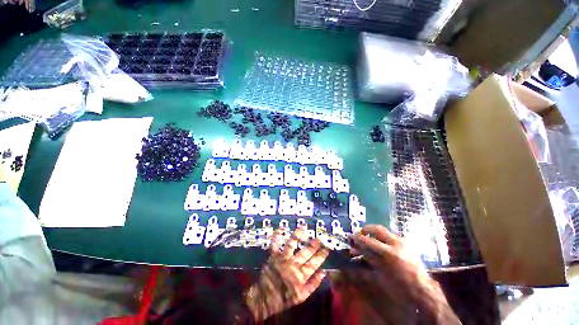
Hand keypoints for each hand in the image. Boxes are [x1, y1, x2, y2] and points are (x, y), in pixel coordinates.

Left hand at [244, 227, 328, 321]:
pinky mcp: (273, 255)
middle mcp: (292, 264)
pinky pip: (275, 243)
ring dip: (297, 235)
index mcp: (300, 275)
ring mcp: (282, 258)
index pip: (314, 263)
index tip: (328, 248)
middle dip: (314, 245)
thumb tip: (323, 272)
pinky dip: (277, 235)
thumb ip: (313, 284)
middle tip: (320, 238)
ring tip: (303, 227)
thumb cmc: (284, 298)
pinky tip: (281, 228)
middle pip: (306, 252)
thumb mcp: (302, 296)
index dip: (322, 255)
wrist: (264, 299)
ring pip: (292, 244)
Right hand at [348, 224, 459, 323]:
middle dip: (366, 229)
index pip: (368, 241)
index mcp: (389, 254)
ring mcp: (403, 242)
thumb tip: (355, 252)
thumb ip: (367, 260)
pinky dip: (382, 237)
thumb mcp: (380, 275)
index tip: (351, 237)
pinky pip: (391, 235)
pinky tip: (380, 244)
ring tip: (367, 237)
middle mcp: (396, 244)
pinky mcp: (407, 243)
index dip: (358, 238)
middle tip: (359, 233)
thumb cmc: (399, 286)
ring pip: (384, 231)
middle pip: (377, 229)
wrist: (423, 290)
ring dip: (373, 233)